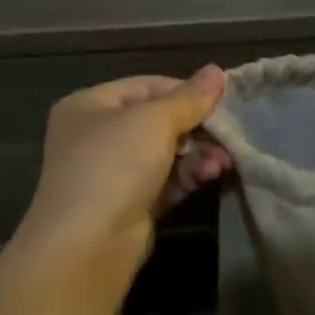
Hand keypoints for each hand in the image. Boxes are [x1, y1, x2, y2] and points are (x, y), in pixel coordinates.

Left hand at [20, 66, 232, 256]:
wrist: (87, 243)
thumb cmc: (114, 165)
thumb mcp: (154, 121)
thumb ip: (189, 98)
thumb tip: (217, 71)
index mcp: (90, 106)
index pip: (146, 86)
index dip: (185, 91)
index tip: (222, 100)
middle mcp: (96, 136)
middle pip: (157, 122)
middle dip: (195, 129)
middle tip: (227, 137)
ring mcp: (111, 173)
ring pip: (164, 154)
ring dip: (196, 155)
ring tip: (222, 163)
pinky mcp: (128, 205)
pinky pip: (164, 182)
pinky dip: (186, 177)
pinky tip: (208, 177)